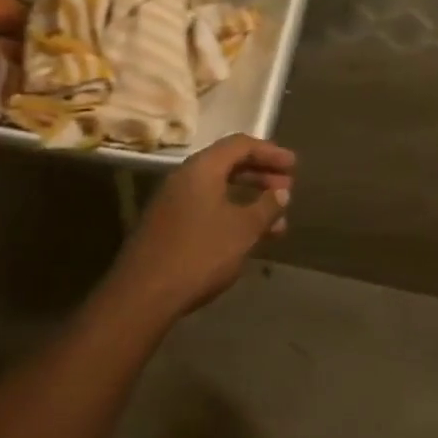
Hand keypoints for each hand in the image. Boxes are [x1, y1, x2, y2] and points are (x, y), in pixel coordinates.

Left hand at [108, 135, 294, 320]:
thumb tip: (282, 192)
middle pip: (228, 164)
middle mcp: (185, 176)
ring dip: (249, 198)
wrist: (144, 294)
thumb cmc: (200, 254)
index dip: (269, 152)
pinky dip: (231, 213)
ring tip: (277, 220)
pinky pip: (207, 206)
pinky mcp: (168, 224)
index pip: (240, 144)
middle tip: (287, 188)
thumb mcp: (242, 230)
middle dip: (261, 174)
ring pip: (218, 188)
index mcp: (202, 167)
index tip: (294, 166)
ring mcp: (173, 201)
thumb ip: (266, 207)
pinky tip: (248, 236)